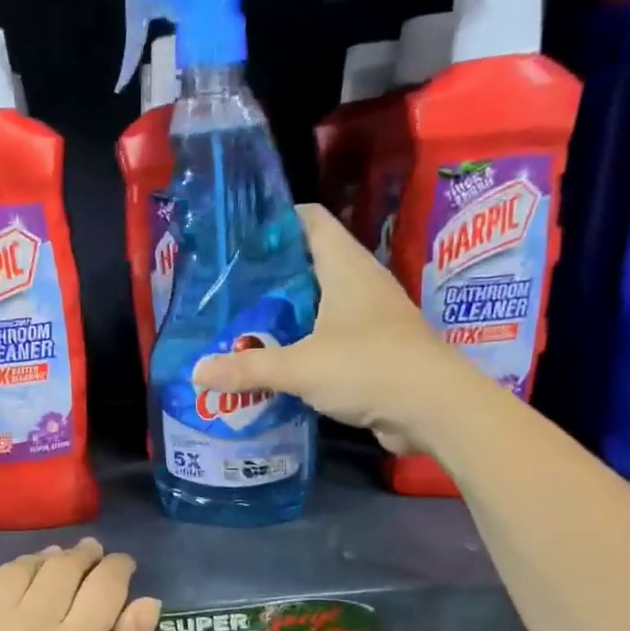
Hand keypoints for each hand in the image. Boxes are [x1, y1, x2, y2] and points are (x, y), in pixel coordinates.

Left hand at [0, 539, 160, 630]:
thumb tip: (146, 600)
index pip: (103, 584)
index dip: (118, 567)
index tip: (123, 565)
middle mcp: (24, 628)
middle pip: (60, 567)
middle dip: (84, 556)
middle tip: (92, 557)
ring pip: (16, 570)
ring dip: (41, 562)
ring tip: (53, 568)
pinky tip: (4, 592)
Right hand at [192, 204, 449, 454]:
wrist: (433, 409)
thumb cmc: (367, 367)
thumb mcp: (300, 367)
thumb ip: (248, 368)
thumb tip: (196, 372)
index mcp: (345, 268)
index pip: (310, 221)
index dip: (276, 221)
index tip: (238, 238)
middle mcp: (360, 285)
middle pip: (309, 265)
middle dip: (270, 277)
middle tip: (228, 291)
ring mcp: (370, 319)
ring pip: (318, 306)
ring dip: (285, 317)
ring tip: (242, 327)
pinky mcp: (373, 352)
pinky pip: (329, 340)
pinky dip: (303, 347)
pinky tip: (275, 364)